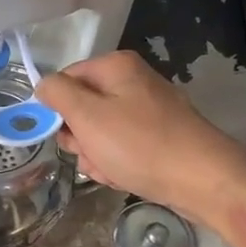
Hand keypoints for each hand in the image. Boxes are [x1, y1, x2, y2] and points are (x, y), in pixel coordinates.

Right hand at [36, 51, 245, 225]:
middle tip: (94, 154)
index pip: (66, 80)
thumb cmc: (140, 145)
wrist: (202, 180)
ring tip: (114, 170)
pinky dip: (119, 164)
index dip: (59, 109)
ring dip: (98, 157)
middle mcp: (132, 82)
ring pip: (101, 134)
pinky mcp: (158, 136)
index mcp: (116, 67)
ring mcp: (148, 110)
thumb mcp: (88, 116)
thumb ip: (58, 94)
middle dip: (82, 139)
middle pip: (83, 108)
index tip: (64, 134)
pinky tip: (127, 177)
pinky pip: (123, 148)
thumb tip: (43, 84)